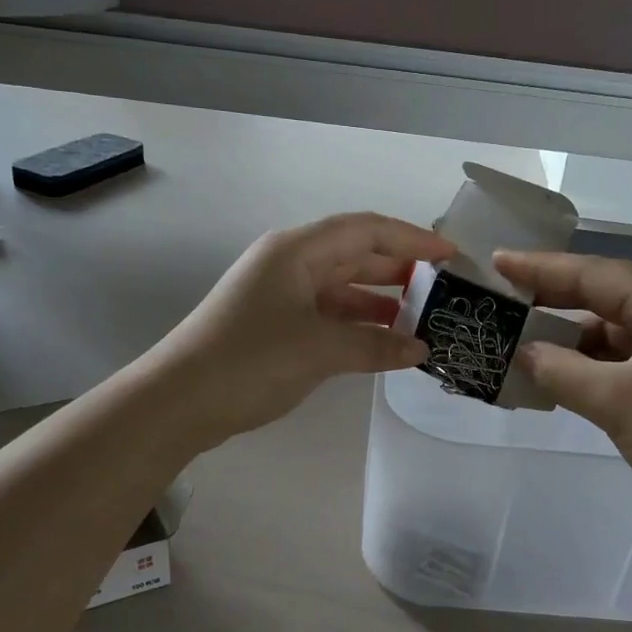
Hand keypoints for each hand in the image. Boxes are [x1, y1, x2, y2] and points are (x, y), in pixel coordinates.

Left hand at [143, 213, 452, 449]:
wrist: (179, 401)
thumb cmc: (250, 360)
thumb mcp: (319, 350)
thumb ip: (375, 346)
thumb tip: (421, 349)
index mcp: (296, 251)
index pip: (365, 230)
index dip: (411, 240)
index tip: (451, 256)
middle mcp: (289, 264)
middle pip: (355, 255)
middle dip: (400, 270)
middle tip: (445, 289)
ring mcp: (280, 295)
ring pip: (342, 288)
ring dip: (380, 301)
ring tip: (424, 318)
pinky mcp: (275, 326)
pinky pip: (328, 315)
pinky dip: (357, 326)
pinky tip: (385, 342)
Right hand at [495, 251, 631, 533]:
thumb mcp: (617, 403)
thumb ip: (561, 371)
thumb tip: (522, 352)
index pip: (592, 273)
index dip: (539, 269)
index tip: (496, 263)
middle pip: (603, 295)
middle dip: (551, 300)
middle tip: (499, 300)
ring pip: (613, 326)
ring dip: (569, 337)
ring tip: (517, 340)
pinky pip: (626, 353)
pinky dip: (592, 361)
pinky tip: (559, 371)